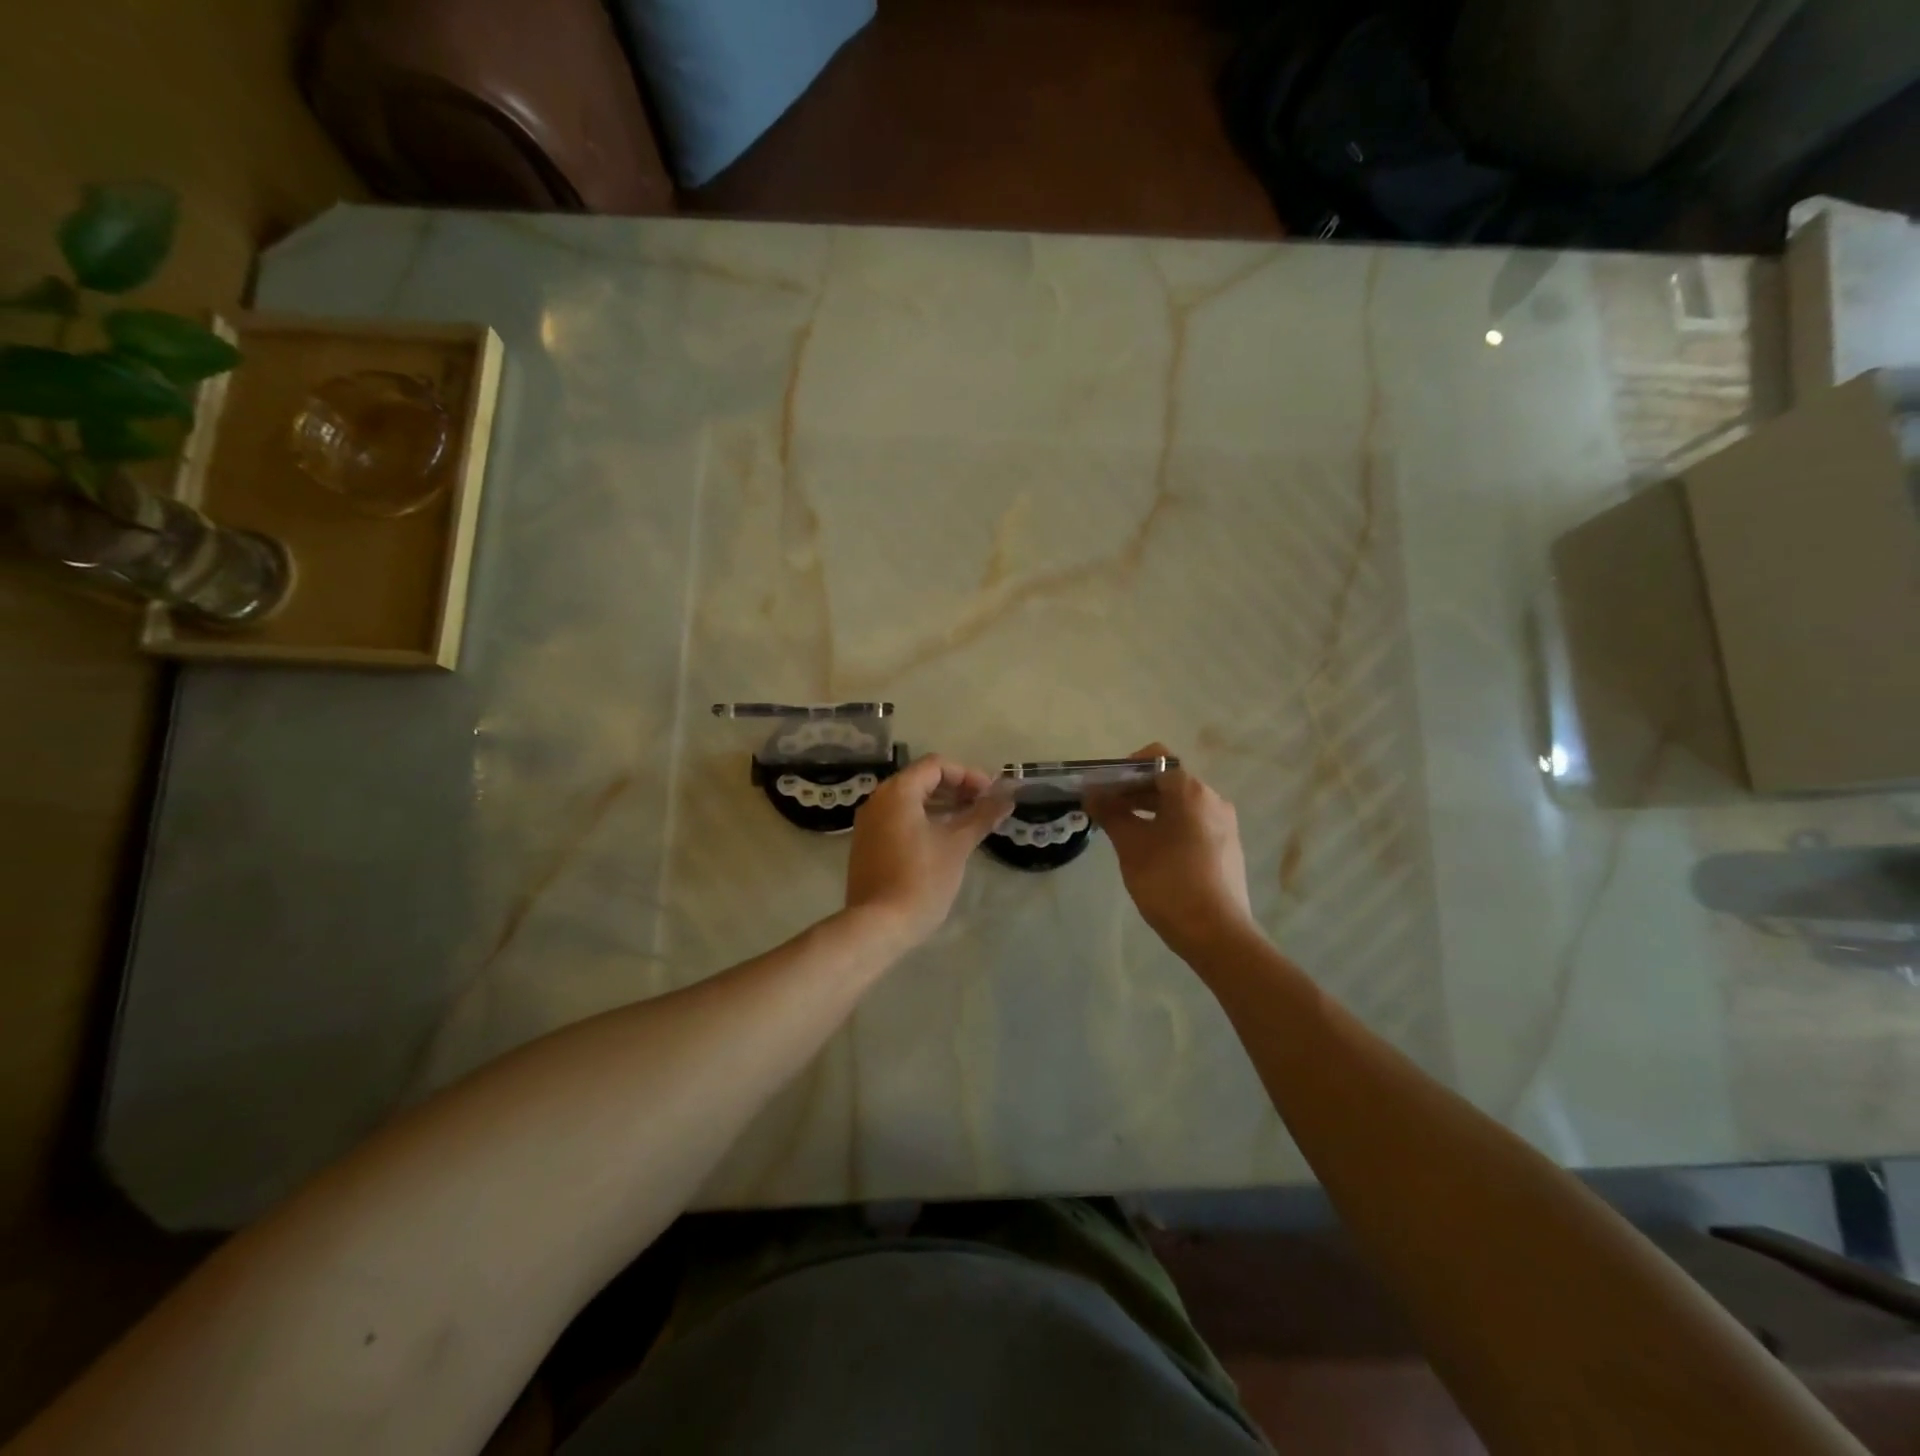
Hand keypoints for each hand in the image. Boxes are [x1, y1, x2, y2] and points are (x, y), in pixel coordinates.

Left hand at [845, 754, 1010, 946]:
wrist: (878, 926)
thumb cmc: (921, 879)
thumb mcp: (957, 845)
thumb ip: (982, 816)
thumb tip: (1007, 797)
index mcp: (897, 792)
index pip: (936, 765)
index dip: (968, 775)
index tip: (991, 794)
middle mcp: (877, 800)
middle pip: (921, 780)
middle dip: (956, 789)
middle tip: (984, 806)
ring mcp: (868, 823)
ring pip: (910, 801)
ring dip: (941, 805)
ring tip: (970, 822)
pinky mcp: (867, 844)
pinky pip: (898, 819)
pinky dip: (923, 820)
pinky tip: (944, 839)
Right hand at [1085, 743, 1256, 960]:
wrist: (1217, 934)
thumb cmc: (1169, 881)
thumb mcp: (1131, 845)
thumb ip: (1111, 813)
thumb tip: (1091, 793)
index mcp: (1191, 791)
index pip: (1156, 758)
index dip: (1125, 768)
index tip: (1104, 788)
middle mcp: (1213, 800)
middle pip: (1168, 781)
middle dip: (1134, 791)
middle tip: (1105, 810)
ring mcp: (1224, 825)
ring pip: (1180, 805)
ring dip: (1149, 810)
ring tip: (1122, 831)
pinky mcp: (1226, 848)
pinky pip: (1192, 824)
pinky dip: (1168, 826)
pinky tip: (1150, 851)